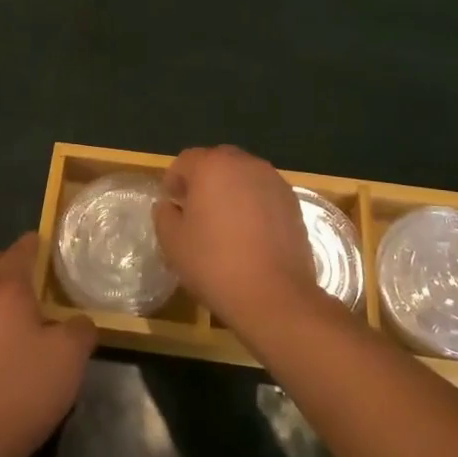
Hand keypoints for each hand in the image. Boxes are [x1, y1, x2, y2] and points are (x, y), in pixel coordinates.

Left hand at [0, 235, 95, 456]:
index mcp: (6, 291)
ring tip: (24, 313)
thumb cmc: (25, 388)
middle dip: (5, 260)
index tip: (46, 241)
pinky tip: (8, 346)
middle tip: (31, 273)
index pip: (19, 251)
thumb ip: (81, 329)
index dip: (34, 242)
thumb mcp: (70, 356)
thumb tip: (80, 321)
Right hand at [153, 145, 320, 340]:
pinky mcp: (293, 202)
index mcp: (211, 166)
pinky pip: (263, 193)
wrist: (274, 295)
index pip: (185, 161)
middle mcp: (244, 163)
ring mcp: (273, 181)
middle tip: (196, 212)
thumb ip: (164, 215)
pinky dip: (253, 205)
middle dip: (203, 181)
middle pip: (217, 163)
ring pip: (243, 177)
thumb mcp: (172, 242)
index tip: (172, 206)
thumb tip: (170, 205)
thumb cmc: (214, 264)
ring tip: (225, 224)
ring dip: (230, 191)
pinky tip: (250, 234)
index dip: (174, 181)